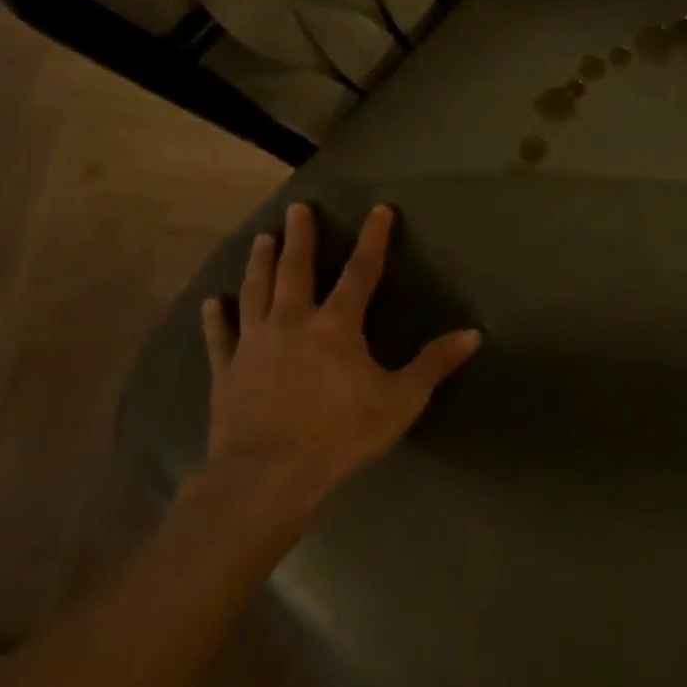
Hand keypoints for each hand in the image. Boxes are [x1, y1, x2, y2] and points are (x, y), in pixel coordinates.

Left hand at [199, 202, 481, 530]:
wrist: (265, 478)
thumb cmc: (339, 435)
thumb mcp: (400, 401)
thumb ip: (434, 364)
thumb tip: (474, 334)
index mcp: (336, 326)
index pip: (361, 271)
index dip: (373, 239)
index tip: (379, 210)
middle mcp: (292, 323)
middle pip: (295, 270)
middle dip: (299, 237)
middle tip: (297, 208)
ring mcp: (254, 345)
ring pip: (256, 292)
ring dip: (259, 263)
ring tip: (261, 238)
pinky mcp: (227, 372)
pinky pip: (220, 338)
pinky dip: (215, 319)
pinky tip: (211, 302)